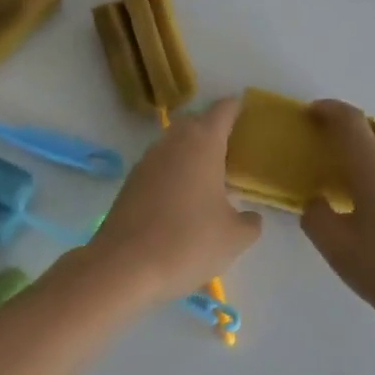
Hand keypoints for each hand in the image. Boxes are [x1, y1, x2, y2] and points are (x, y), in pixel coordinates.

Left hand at [83, 98, 262, 304]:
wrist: (124, 266)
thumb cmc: (188, 243)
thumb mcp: (234, 238)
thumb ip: (250, 222)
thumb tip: (250, 217)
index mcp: (202, 143)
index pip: (222, 110)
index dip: (237, 108)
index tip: (249, 112)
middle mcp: (172, 142)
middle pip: (196, 123)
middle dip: (214, 130)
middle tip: (235, 150)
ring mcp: (147, 160)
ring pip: (175, 144)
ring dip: (192, 153)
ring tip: (212, 176)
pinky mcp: (131, 182)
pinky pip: (160, 166)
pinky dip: (175, 172)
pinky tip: (184, 198)